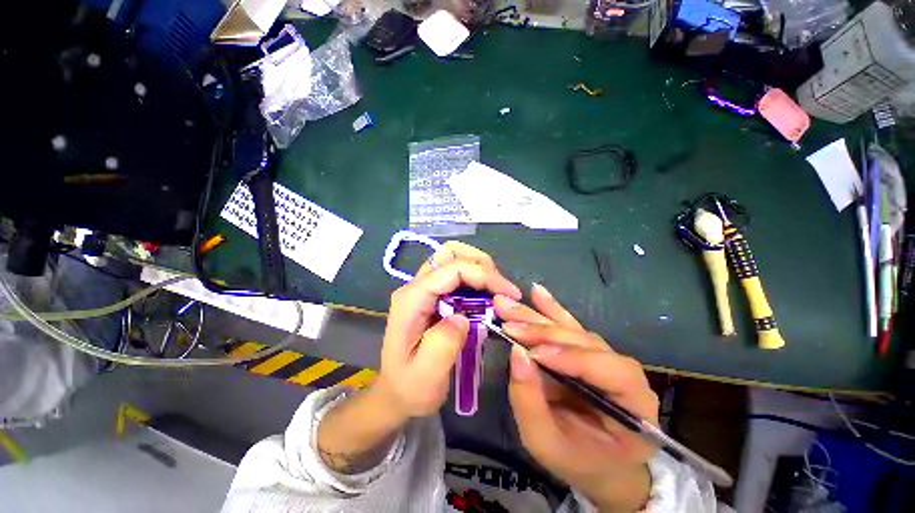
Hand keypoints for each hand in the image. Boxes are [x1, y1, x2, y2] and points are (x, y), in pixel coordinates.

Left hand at [376, 242, 521, 418]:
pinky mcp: (432, 295)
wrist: (395, 394)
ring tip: (496, 292)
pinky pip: (455, 274)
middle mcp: (416, 286)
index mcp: (412, 299)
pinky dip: (475, 278)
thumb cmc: (410, 387)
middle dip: (481, 264)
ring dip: (479, 268)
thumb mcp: (425, 376)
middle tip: (502, 289)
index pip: (452, 268)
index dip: (484, 274)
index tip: (510, 293)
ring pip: (453, 258)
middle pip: (450, 253)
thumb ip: (443, 344)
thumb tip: (463, 316)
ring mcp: (423, 289)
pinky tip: (486, 297)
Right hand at [495, 285, 658, 511]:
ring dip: (537, 316)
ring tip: (509, 305)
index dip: (571, 357)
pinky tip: (537, 293)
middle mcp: (624, 372)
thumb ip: (531, 402)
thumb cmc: (578, 460)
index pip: (608, 369)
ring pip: (571, 329)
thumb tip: (517, 354)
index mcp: (634, 403)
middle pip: (584, 341)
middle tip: (508, 320)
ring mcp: (603, 356)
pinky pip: (568, 325)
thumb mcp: (547, 444)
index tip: (534, 351)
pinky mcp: (585, 349)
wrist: (598, 463)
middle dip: (543, 331)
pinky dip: (550, 309)